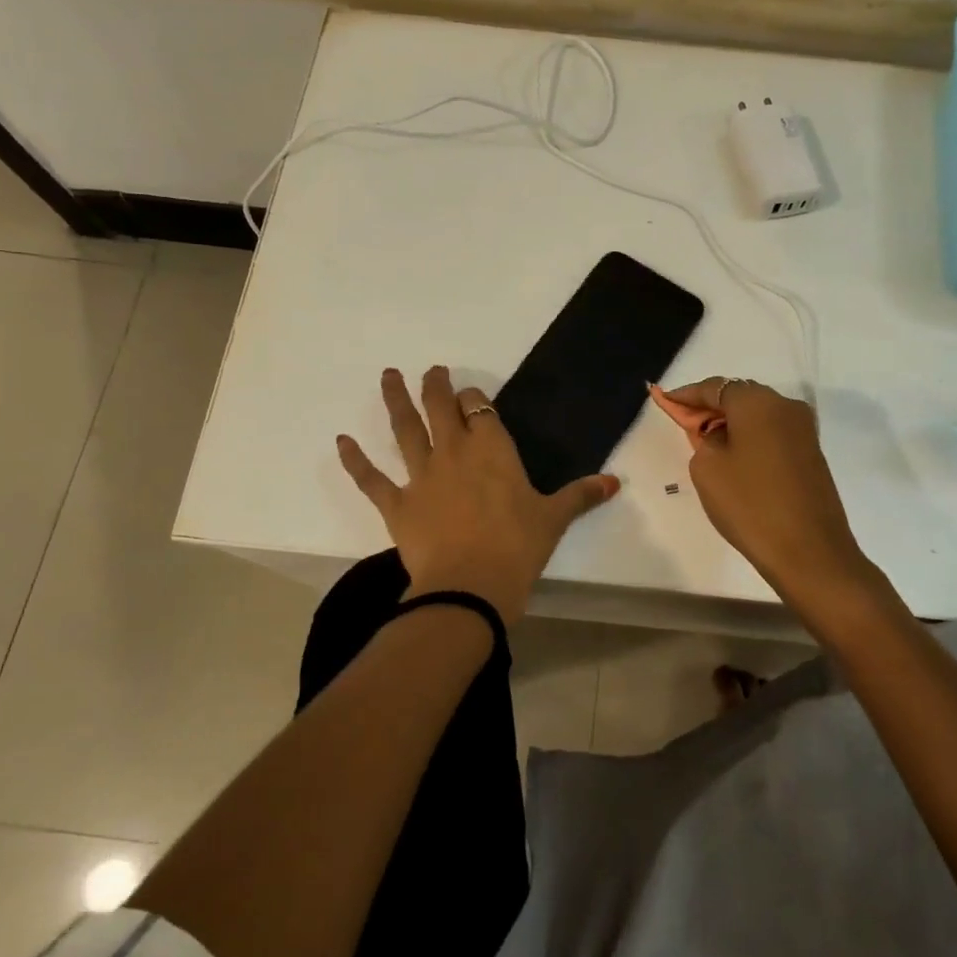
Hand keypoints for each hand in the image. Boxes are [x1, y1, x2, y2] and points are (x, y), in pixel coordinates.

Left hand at [337, 366, 619, 622]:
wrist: (470, 586)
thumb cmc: (517, 547)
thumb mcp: (554, 519)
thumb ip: (581, 495)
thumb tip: (614, 483)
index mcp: (492, 449)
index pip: (479, 409)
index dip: (472, 399)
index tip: (470, 398)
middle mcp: (454, 452)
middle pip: (440, 407)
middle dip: (435, 386)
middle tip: (429, 370)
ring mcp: (421, 475)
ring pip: (405, 429)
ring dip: (396, 401)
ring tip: (388, 376)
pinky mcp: (397, 504)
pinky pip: (371, 477)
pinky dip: (355, 460)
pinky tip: (341, 441)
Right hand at [654, 377, 874, 607]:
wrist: (809, 551)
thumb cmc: (749, 504)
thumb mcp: (707, 468)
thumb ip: (704, 438)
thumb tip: (717, 433)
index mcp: (757, 402)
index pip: (714, 387)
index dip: (686, 395)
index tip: (664, 399)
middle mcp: (785, 405)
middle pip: (739, 396)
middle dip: (710, 406)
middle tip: (684, 422)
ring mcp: (803, 430)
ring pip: (758, 414)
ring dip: (731, 423)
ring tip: (706, 441)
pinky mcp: (811, 453)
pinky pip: (772, 432)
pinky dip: (750, 437)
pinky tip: (735, 455)